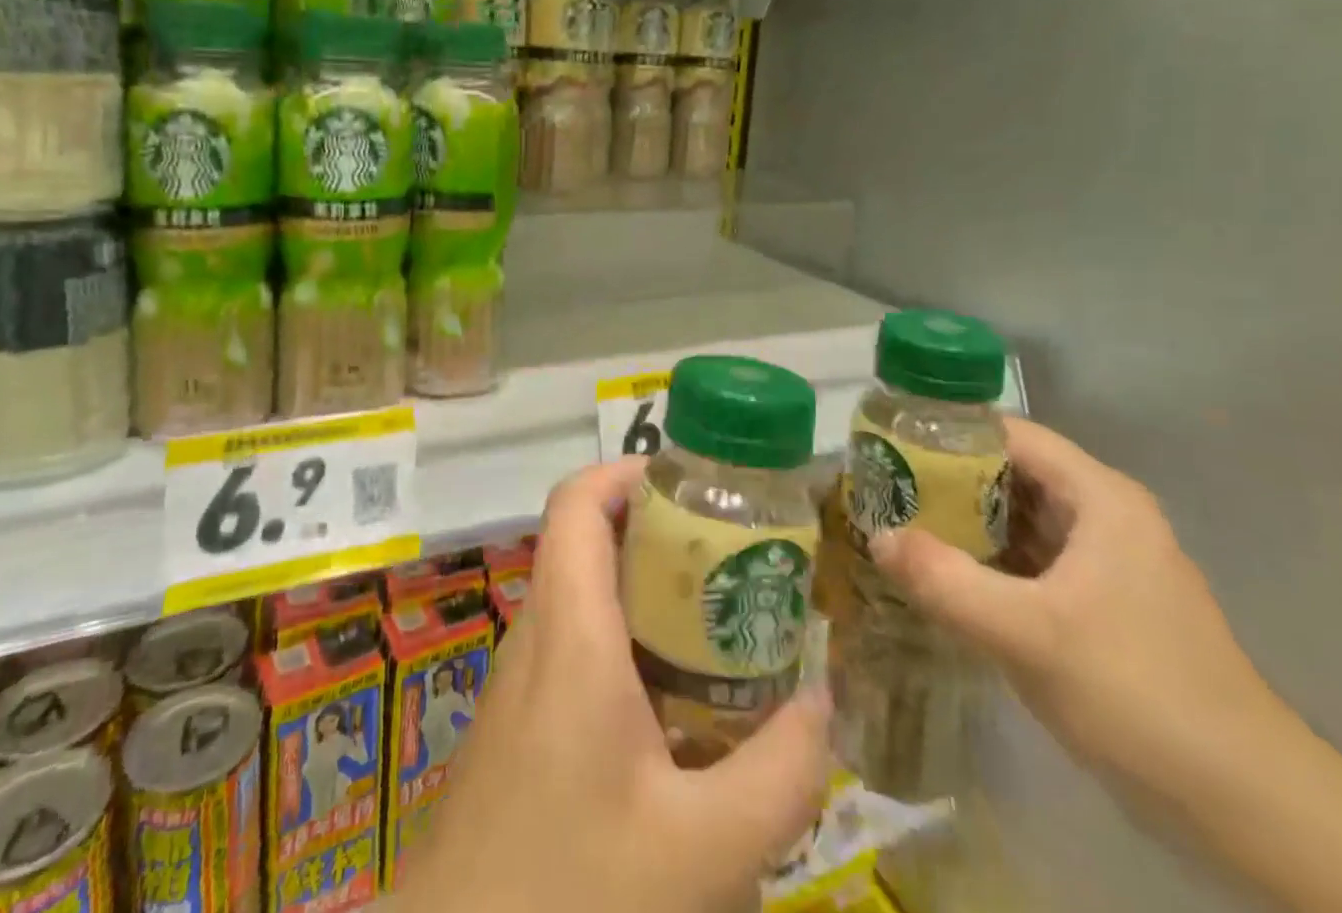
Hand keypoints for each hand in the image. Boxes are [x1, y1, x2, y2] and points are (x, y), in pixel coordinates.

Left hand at [399, 458, 832, 912]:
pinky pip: (574, 649)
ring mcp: (520, 681)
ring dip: (644, 591)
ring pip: (582, 597)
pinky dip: (625, 644)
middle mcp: (537, 637)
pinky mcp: (517, 724)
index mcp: (570, 632)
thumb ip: (777, 774)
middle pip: (587, 541)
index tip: (690, 480)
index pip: (576, 502)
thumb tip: (824, 702)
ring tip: (717, 620)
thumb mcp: (700, 850)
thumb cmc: (570, 890)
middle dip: (657, 531)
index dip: (626, 470)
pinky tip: (673, 706)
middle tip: (729, 552)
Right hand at [869, 417, 1284, 794]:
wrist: (1248, 808)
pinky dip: (988, 561)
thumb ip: (945, 580)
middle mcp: (1104, 517)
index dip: (949, 431)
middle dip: (947, 479)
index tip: (892, 442)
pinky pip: (1031, 562)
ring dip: (964, 522)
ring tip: (900, 522)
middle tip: (884, 487)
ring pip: (1020, 521)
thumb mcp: (1028, 634)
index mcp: (1100, 498)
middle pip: (1012, 474)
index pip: (1011, 435)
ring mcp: (1106, 564)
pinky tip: (943, 575)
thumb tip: (875, 536)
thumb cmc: (1139, 694)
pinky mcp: (1102, 607)